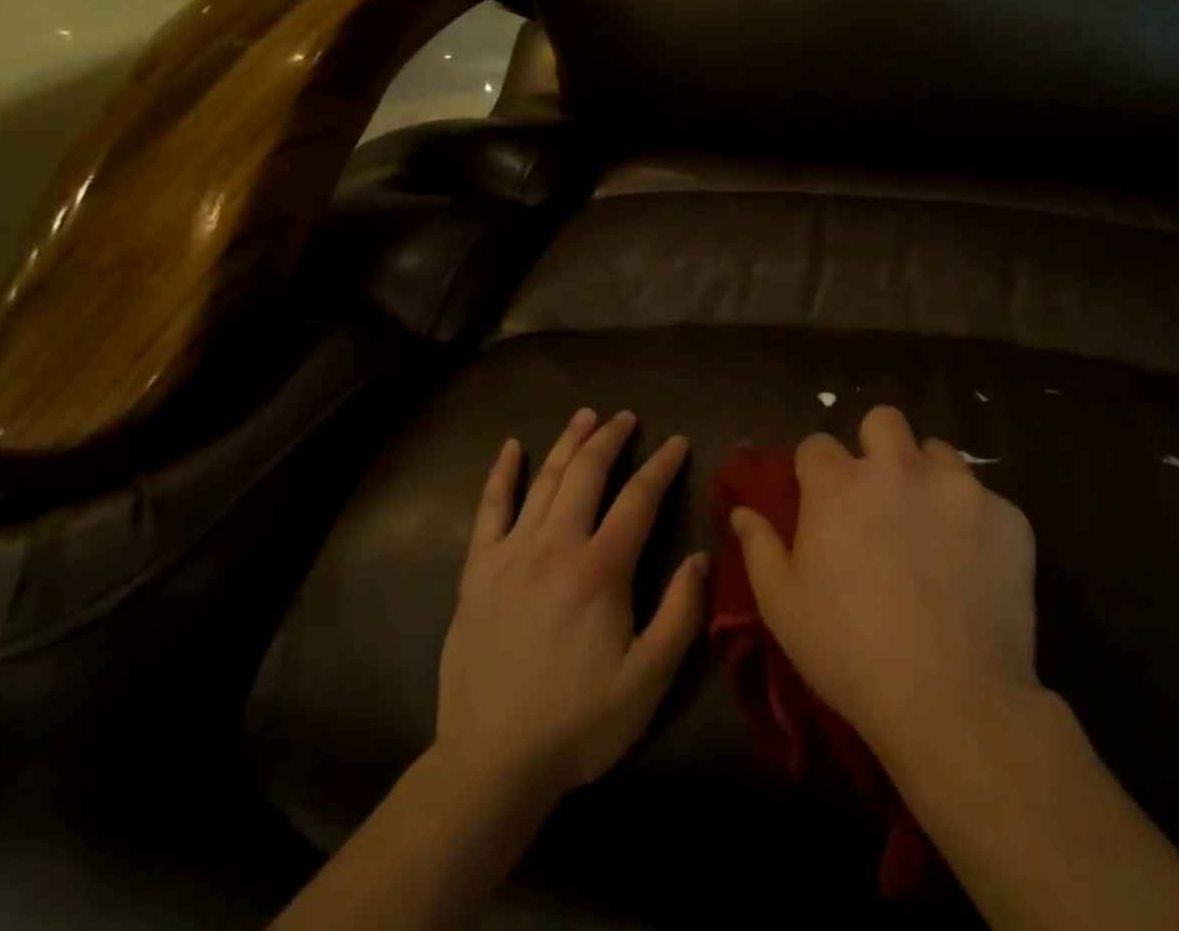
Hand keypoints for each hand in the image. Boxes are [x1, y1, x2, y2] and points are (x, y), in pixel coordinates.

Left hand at [435, 408, 706, 798]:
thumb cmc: (579, 722)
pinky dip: (502, 474)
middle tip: (626, 418)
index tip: (678, 442)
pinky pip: (489, 509)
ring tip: (586, 416)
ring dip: (567, 442)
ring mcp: (511, 553)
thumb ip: (680, 614)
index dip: (662, 466)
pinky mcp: (477, 570)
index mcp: (601, 568)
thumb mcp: (648, 680)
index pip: (638, 498)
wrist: (491, 763)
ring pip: (544, 480)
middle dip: (611, 438)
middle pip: (587, 473)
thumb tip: (701, 557)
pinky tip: (511, 448)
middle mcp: (556, 545)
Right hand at [729, 405, 1039, 763]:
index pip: (817, 443)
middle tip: (880, 494)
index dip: (815, 470)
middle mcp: (897, 468)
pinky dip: (975, 521)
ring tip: (931, 526)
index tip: (820, 501)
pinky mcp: (1007, 516)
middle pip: (883, 421)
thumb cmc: (850, 653)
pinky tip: (974, 566)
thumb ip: (758, 547)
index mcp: (839, 485)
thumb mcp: (783, 607)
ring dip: (928, 477)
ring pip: (939, 452)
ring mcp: (958, 487)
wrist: (953, 701)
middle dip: (877, 445)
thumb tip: (742, 510)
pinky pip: (986, 499)